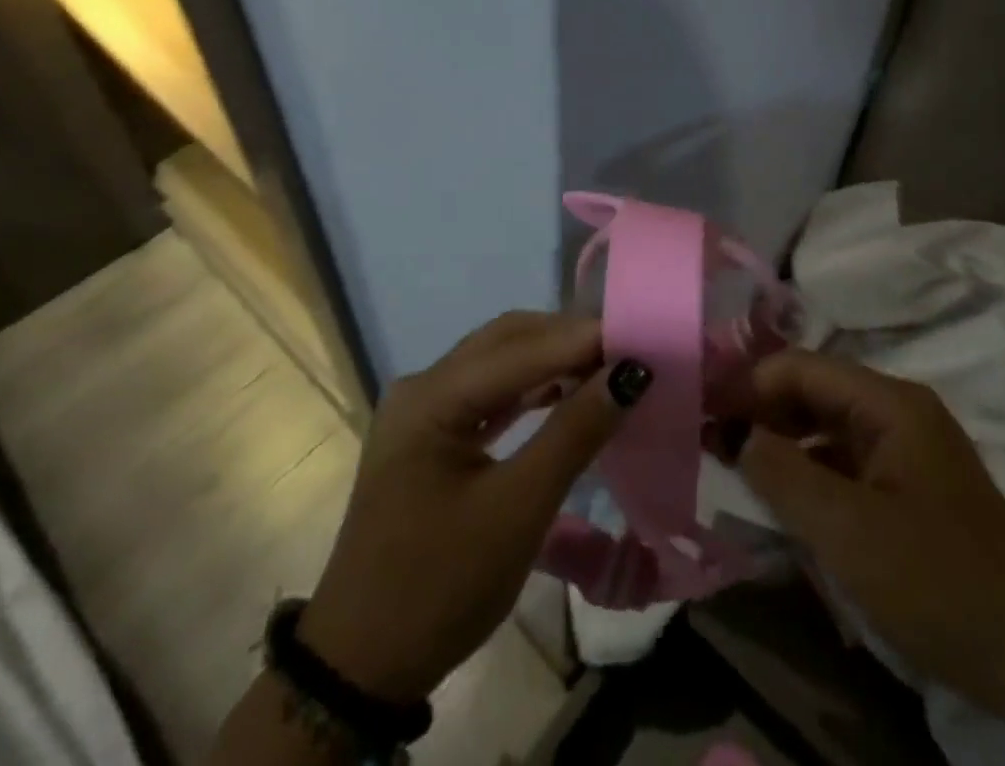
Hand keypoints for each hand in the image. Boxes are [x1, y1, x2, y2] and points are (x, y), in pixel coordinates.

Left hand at [296, 312, 651, 703]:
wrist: (363, 667)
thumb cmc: (440, 587)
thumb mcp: (517, 511)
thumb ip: (574, 434)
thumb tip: (630, 373)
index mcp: (431, 397)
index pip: (520, 349)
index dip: (583, 339)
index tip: (641, 336)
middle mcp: (424, 387)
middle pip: (506, 342)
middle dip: (568, 340)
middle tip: (627, 348)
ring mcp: (424, 411)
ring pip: (499, 364)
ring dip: (552, 361)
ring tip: (607, 366)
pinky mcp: (431, 436)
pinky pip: (490, 394)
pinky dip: (532, 389)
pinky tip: (565, 393)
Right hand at [722, 350, 1004, 718]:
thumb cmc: (938, 582)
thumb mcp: (848, 531)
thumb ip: (783, 474)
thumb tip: (737, 435)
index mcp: (889, 403)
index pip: (800, 367)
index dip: (748, 384)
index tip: (703, 413)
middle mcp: (898, 410)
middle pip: (813, 391)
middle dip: (761, 411)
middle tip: (711, 442)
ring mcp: (907, 447)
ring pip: (826, 426)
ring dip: (782, 442)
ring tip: (737, 469)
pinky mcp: (910, 485)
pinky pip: (845, 460)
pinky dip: (810, 471)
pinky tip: (785, 499)